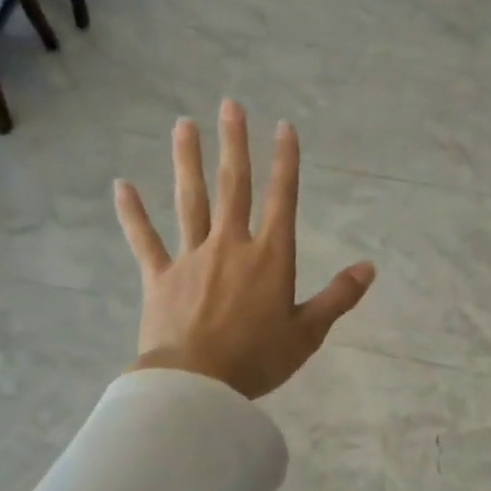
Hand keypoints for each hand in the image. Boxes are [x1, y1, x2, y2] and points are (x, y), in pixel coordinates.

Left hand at [114, 101, 375, 398]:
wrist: (196, 385)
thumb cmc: (258, 359)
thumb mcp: (309, 333)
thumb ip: (338, 296)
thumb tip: (369, 267)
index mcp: (270, 258)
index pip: (281, 199)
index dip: (285, 161)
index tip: (284, 126)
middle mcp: (231, 246)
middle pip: (233, 187)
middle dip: (234, 144)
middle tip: (230, 105)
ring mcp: (191, 258)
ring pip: (191, 201)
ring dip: (188, 161)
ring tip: (184, 125)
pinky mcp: (160, 277)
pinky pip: (144, 240)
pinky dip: (133, 213)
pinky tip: (121, 185)